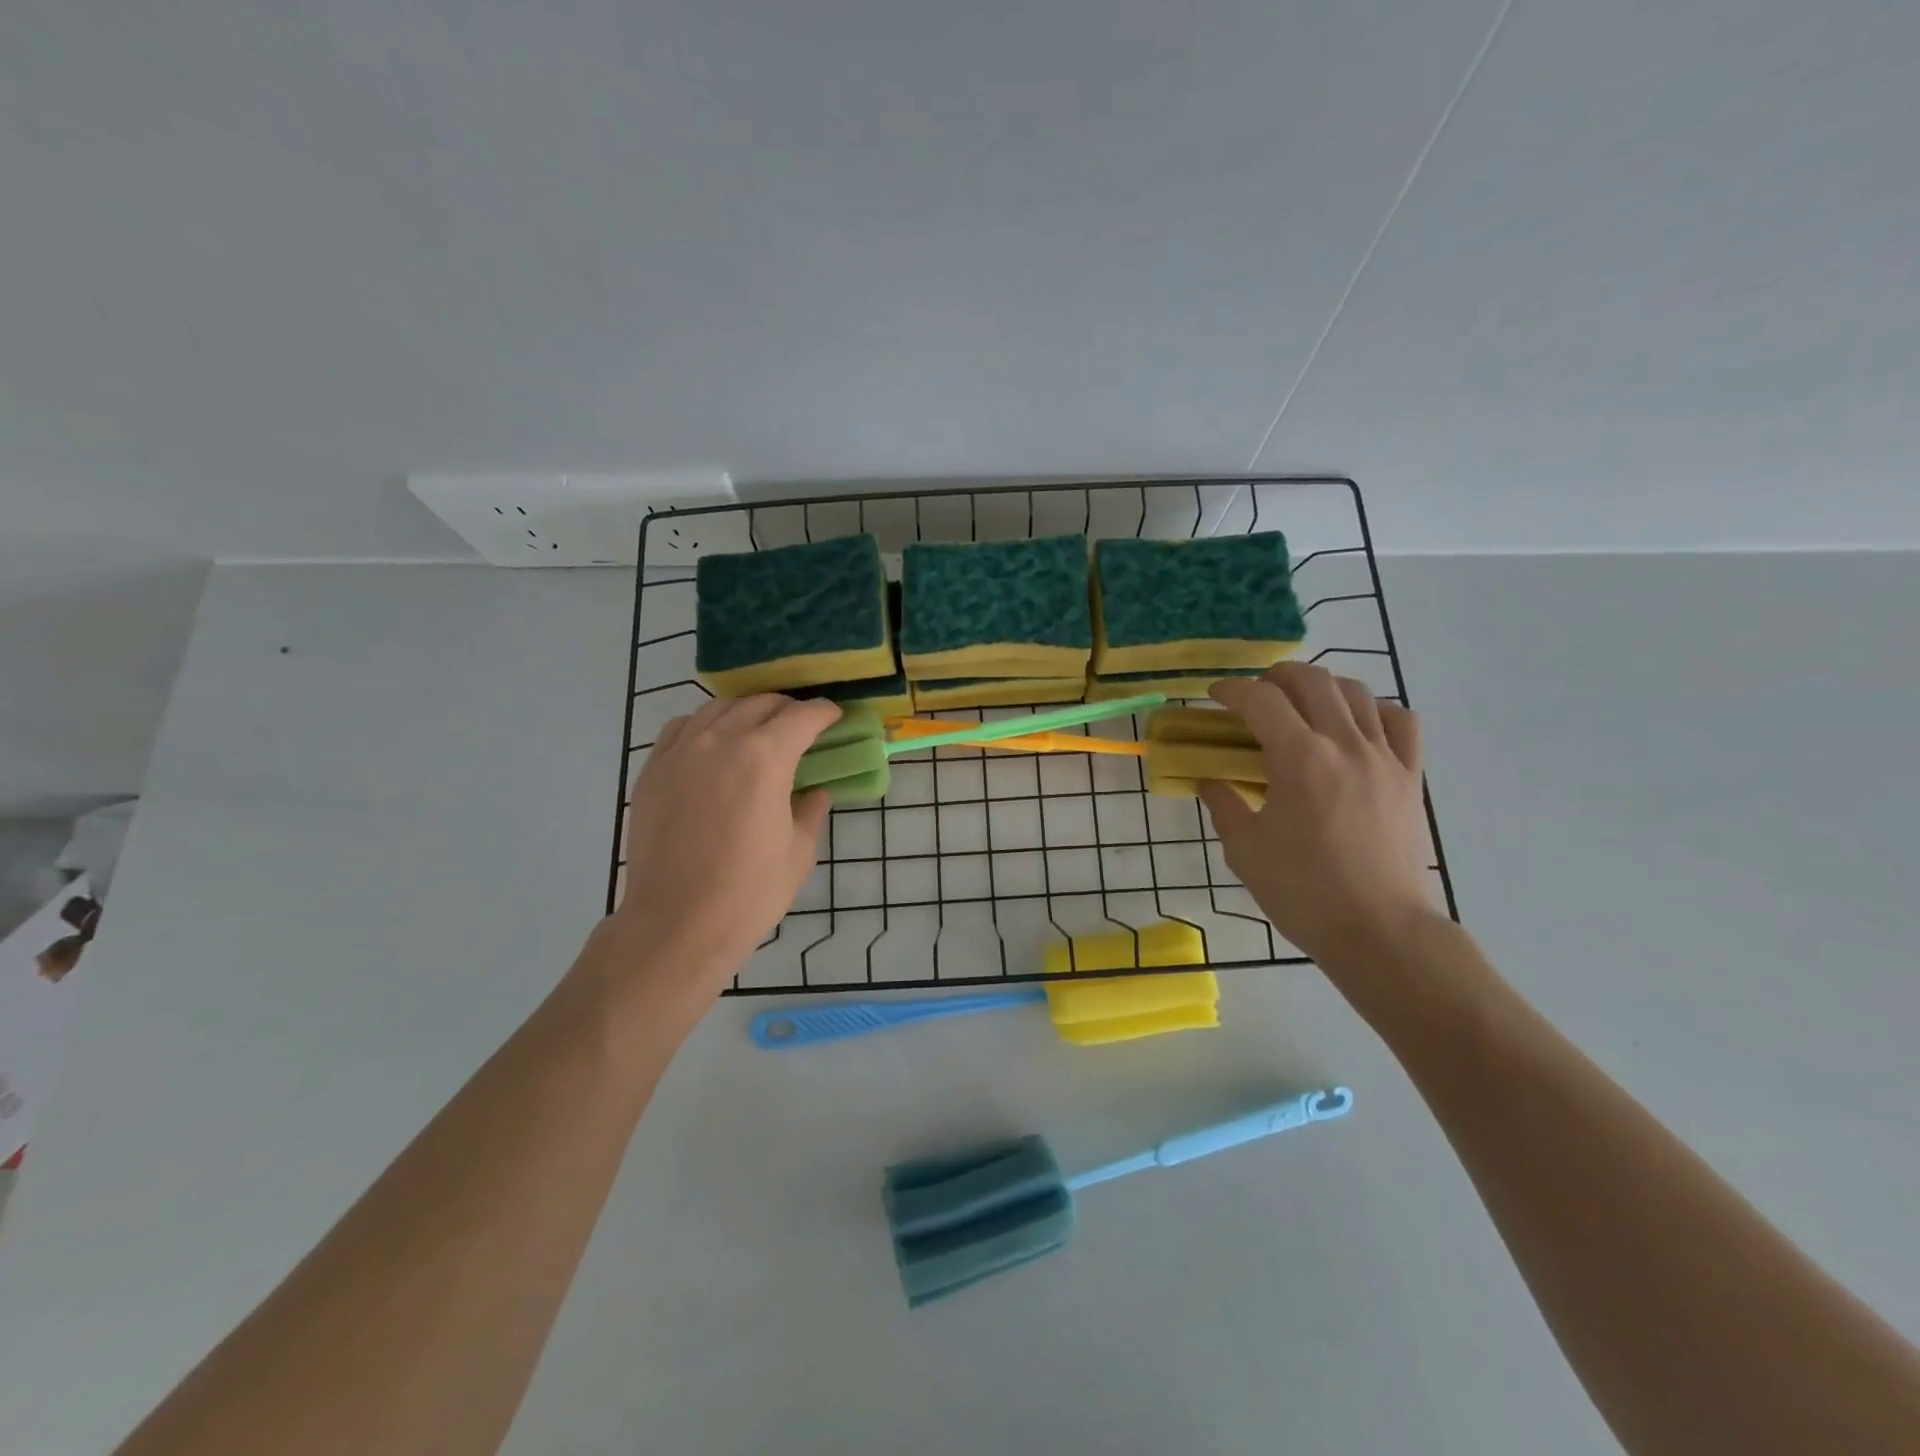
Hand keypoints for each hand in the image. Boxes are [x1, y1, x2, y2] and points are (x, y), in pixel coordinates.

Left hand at [607, 694, 838, 1000]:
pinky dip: (705, 725)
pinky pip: (682, 728)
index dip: (824, 712)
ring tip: (759, 730)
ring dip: (747, 712)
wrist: (677, 925)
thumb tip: (814, 792)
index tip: (834, 717)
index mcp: (765, 757)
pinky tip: (713, 744)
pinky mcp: (653, 770)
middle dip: (788, 709)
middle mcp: (721, 741)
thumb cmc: (749, 892)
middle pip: (760, 704)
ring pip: (719, 708)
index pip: (802, 716)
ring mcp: (681, 752)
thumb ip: (811, 811)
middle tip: (802, 726)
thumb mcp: (799, 852)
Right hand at [1200, 664, 1431, 960]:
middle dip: (1276, 677)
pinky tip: (1357, 725)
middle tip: (1256, 695)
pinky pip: (1400, 721)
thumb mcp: (1244, 850)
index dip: (1232, 690)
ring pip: (1357, 692)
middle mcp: (1344, 744)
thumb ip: (1223, 805)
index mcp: (1299, 759)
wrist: (1379, 930)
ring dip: (1322, 687)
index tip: (1215, 696)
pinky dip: (1374, 710)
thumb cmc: (1303, 892)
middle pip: (1312, 680)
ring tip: (1302, 704)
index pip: (1261, 700)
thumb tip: (1209, 781)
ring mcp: (1385, 758)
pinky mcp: (1410, 777)